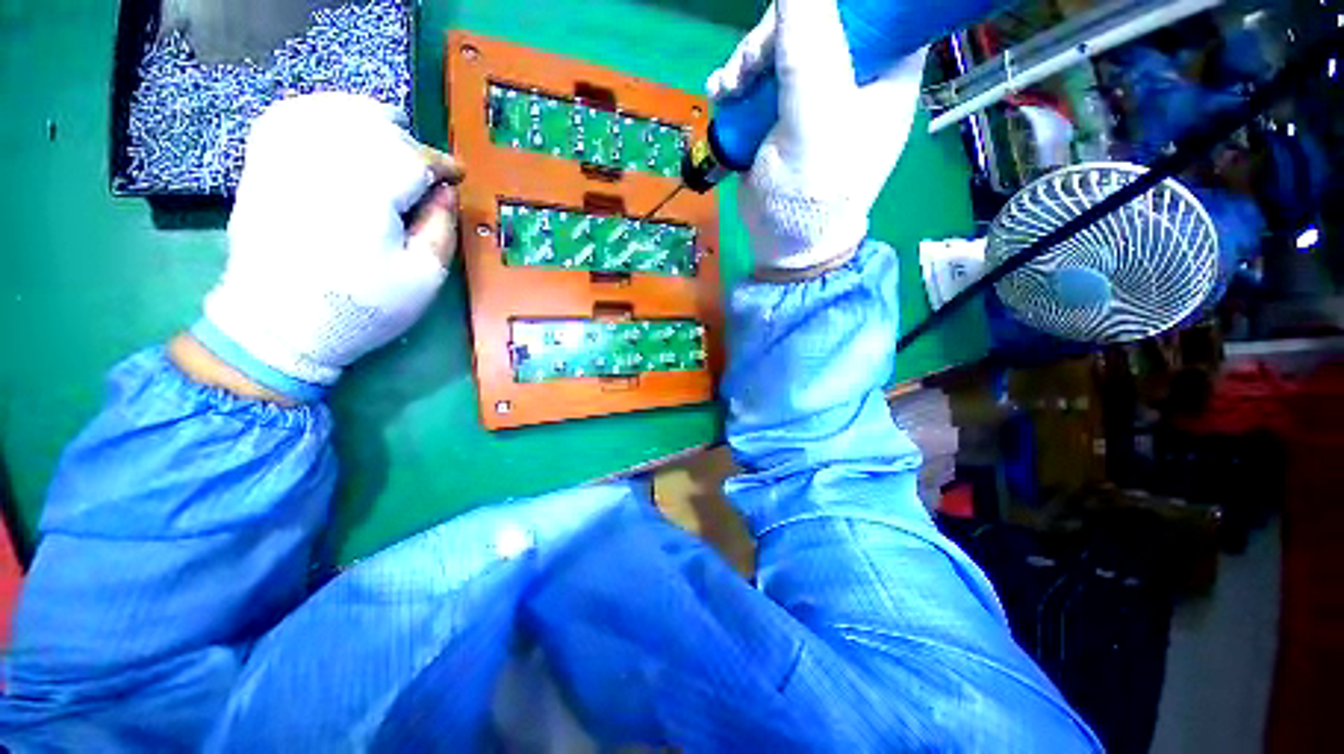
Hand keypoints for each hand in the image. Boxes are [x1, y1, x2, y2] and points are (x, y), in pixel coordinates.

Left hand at [191, 93, 462, 400]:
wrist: (277, 324)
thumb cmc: (361, 306)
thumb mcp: (423, 278)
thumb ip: (441, 229)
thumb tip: (447, 191)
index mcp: (369, 193)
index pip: (414, 159)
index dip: (442, 166)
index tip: (457, 176)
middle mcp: (324, 163)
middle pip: (378, 129)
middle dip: (411, 146)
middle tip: (427, 173)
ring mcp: (287, 158)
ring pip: (336, 112)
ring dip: (371, 120)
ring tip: (391, 137)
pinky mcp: (264, 164)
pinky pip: (291, 115)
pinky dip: (320, 111)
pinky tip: (338, 126)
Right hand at [706, 0, 927, 272]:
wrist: (784, 243)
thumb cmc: (813, 194)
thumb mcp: (815, 121)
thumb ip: (809, 48)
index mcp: (887, 67)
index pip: (872, 5)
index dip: (835, 5)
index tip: (798, 18)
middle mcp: (856, 71)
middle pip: (817, 17)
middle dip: (774, 36)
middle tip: (748, 70)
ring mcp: (816, 90)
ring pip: (782, 43)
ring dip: (747, 60)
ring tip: (729, 90)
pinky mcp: (783, 109)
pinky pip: (760, 75)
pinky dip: (738, 81)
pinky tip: (722, 95)